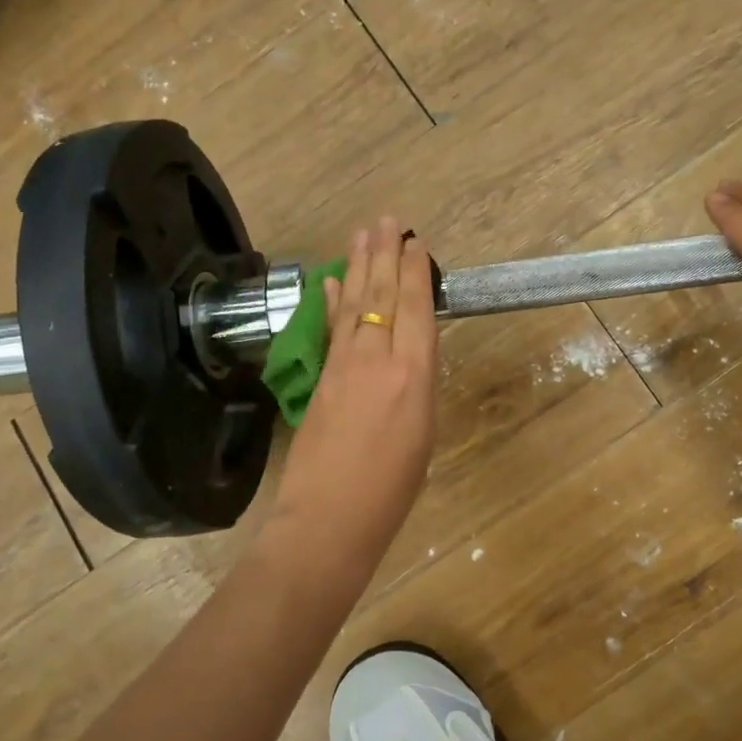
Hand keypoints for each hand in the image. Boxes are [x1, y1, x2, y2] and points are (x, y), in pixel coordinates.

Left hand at [265, 218, 438, 585]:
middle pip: (381, 296)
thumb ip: (416, 388)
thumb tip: (408, 357)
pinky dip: (329, 303)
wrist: (329, 519)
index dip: (414, 273)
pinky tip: (329, 283)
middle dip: (384, 256)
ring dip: (357, 267)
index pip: (415, 309)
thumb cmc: (391, 492)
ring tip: (362, 234)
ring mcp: (343, 367)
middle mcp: (378, 360)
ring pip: (353, 305)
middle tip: (386, 221)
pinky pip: (329, 330)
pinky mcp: (318, 379)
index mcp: (414, 377)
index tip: (414, 243)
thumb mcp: (423, 437)